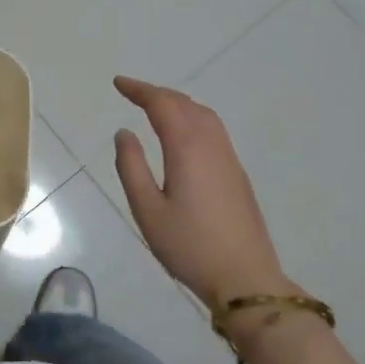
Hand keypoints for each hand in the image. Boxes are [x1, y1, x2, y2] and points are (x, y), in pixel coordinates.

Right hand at [112, 76, 299, 312]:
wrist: (246, 280)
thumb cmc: (189, 246)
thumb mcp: (147, 210)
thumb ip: (131, 166)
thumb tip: (124, 133)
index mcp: (187, 148)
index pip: (162, 104)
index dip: (139, 90)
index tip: (118, 83)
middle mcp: (211, 144)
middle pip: (184, 104)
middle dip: (157, 93)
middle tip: (132, 93)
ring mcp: (229, 158)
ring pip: (203, 114)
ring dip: (178, 103)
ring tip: (155, 107)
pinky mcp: (237, 174)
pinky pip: (213, 129)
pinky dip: (193, 117)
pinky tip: (183, 134)